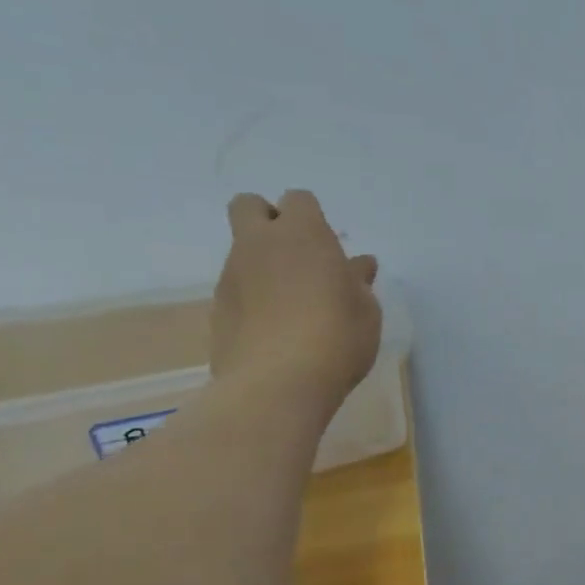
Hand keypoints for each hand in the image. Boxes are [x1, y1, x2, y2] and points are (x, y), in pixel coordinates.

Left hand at [212, 190, 381, 412]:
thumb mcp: (366, 310)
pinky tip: (276, 331)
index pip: (299, 200)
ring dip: (264, 266)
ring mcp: (232, 276)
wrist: (277, 384)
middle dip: (269, 220)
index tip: (331, 250)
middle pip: (249, 206)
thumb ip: (357, 282)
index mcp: (302, 235)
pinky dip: (254, 299)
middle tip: (298, 257)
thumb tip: (356, 265)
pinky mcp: (217, 310)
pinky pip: (237, 289)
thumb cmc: (337, 338)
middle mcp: (259, 245)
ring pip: (242, 252)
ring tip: (294, 306)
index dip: (314, 219)